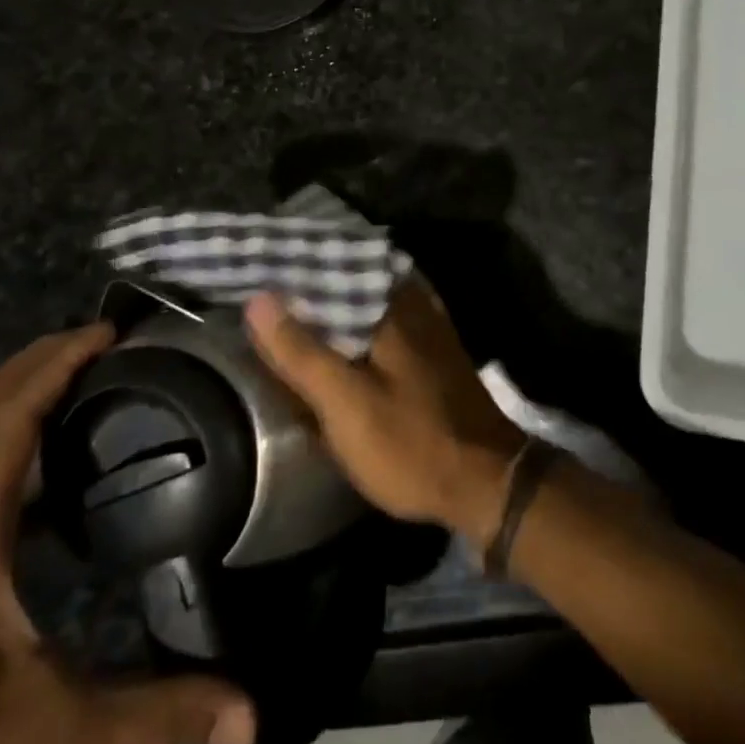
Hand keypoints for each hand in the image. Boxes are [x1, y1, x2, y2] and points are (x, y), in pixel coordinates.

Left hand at [0, 325, 255, 743]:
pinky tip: (63, 448)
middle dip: (42, 356)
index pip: (7, 421)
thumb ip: (159, 712)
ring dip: (26, 384)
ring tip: (93, 371)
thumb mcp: (61, 735)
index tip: (109, 334)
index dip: (55, 365)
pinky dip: (16, 426)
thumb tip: (248, 711)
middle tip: (110, 339)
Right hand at [245, 279, 526, 548]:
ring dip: (332, 299)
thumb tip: (259, 299)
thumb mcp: (346, 404)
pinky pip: (383, 318)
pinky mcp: (432, 349)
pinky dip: (355, 321)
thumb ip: (302, 352)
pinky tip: (336, 336)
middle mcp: (413, 301)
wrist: (485, 483)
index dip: (296, 262)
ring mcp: (427, 324)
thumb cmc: (411, 443)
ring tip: (290, 304)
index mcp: (392, 303)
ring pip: (368, 297)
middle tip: (265, 285)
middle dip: (311, 279)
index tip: (259, 262)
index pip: (336, 261)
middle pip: (352, 275)